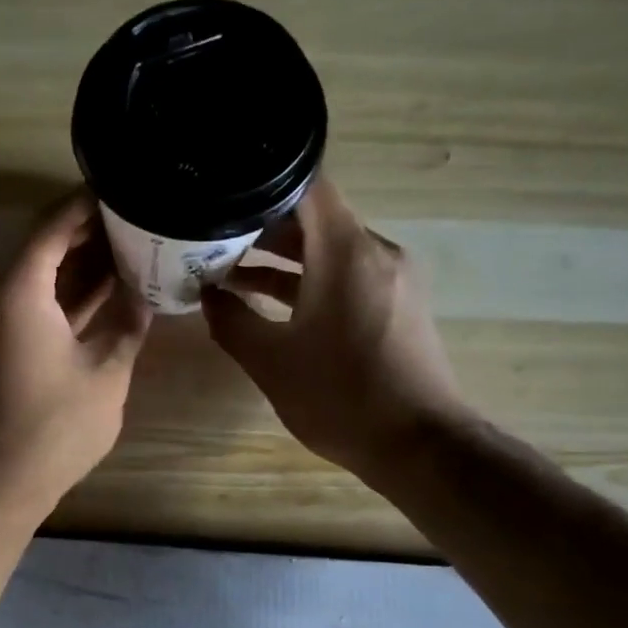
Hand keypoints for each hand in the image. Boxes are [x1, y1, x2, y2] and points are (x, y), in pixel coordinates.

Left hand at [0, 192, 153, 518]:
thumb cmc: (53, 427)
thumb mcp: (106, 372)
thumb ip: (128, 324)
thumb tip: (147, 293)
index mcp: (20, 290)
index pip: (53, 223)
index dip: (87, 202)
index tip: (124, 187)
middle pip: (43, 244)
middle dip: (89, 229)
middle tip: (137, 217)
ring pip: (40, 275)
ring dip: (79, 262)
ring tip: (131, 247)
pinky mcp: (0, 346)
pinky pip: (36, 303)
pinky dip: (67, 293)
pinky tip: (107, 291)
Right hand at [202, 178, 465, 486]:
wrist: (419, 445)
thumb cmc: (340, 397)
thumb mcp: (270, 361)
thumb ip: (231, 320)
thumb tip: (207, 294)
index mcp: (345, 252)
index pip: (307, 185)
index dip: (263, 183)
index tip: (224, 192)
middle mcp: (375, 251)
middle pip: (315, 216)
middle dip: (262, 224)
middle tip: (212, 235)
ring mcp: (391, 277)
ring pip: (329, 247)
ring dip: (283, 256)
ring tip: (229, 269)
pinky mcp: (397, 302)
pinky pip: (347, 273)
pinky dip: (311, 278)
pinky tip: (271, 300)